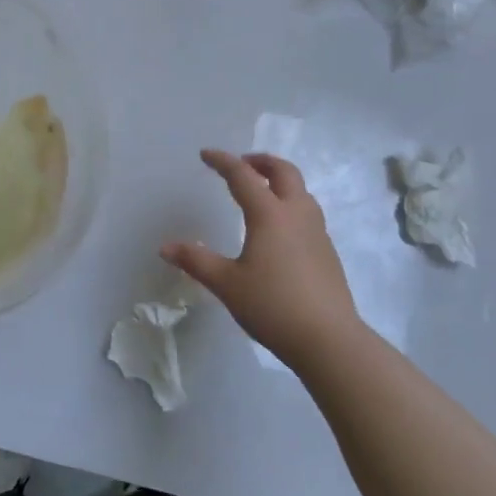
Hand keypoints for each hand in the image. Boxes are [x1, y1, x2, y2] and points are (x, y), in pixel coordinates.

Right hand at [161, 150, 361, 370]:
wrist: (329, 340)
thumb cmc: (272, 306)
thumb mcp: (227, 284)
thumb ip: (196, 261)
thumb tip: (165, 247)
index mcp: (269, 214)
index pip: (243, 176)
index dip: (222, 161)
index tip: (205, 154)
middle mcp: (296, 214)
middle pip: (284, 172)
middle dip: (261, 161)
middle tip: (243, 164)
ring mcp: (317, 232)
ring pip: (301, 190)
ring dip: (280, 181)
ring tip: (262, 191)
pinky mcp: (327, 251)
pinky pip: (308, 212)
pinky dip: (291, 204)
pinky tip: (280, 229)